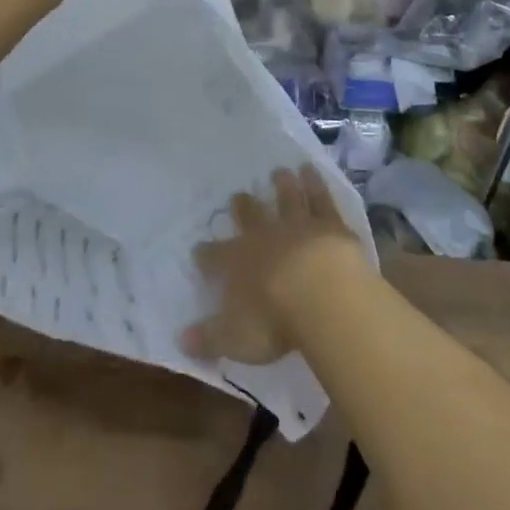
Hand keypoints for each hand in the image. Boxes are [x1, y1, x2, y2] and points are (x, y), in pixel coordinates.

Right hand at [182, 166, 367, 365]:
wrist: (322, 295)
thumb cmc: (274, 321)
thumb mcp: (235, 339)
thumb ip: (208, 338)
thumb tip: (181, 340)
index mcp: (238, 263)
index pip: (215, 257)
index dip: (206, 255)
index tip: (199, 249)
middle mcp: (264, 237)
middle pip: (250, 216)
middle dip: (243, 207)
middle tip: (238, 195)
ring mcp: (297, 225)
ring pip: (286, 199)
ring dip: (282, 185)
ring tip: (279, 171)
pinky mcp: (328, 223)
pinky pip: (319, 198)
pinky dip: (314, 183)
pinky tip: (310, 169)